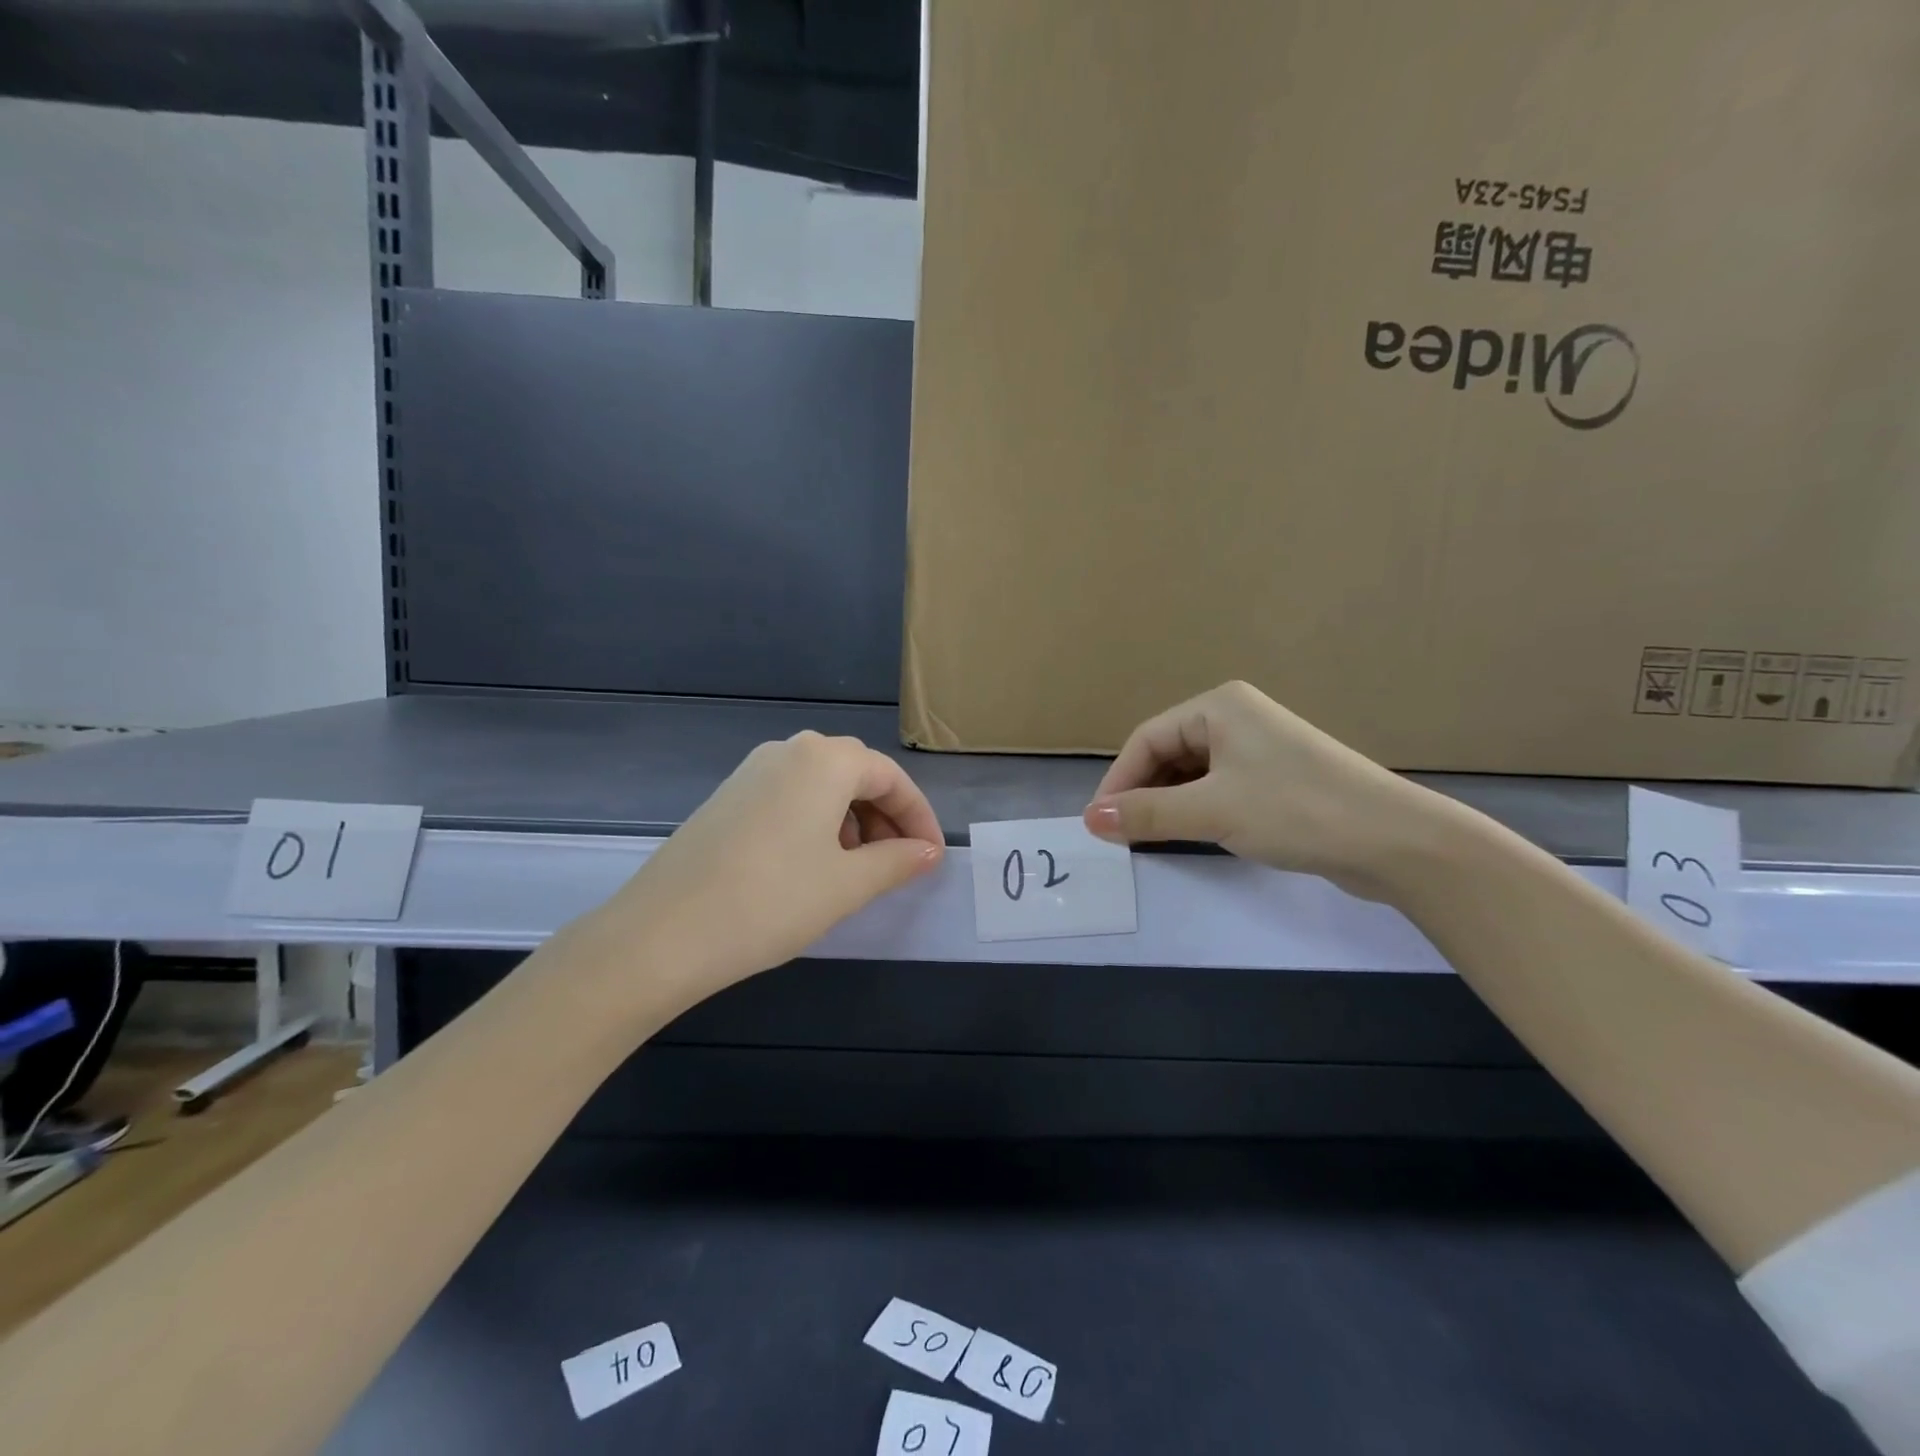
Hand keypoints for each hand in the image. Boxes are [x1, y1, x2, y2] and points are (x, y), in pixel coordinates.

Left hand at [595, 732, 943, 994]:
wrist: (661, 934)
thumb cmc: (770, 902)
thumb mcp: (846, 885)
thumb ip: (897, 862)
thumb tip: (929, 852)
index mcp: (825, 760)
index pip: (890, 777)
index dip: (918, 817)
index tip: (932, 857)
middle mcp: (789, 751)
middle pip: (856, 773)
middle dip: (886, 815)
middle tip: (899, 862)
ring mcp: (751, 771)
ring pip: (821, 784)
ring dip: (852, 818)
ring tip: (857, 868)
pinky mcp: (727, 796)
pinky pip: (789, 796)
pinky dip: (816, 821)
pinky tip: (811, 864)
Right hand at [1082, 680, 1446, 898]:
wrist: (1396, 841)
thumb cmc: (1297, 811)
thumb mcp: (1212, 811)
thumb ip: (1147, 814)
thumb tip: (1090, 819)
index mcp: (1219, 706)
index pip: (1147, 739)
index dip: (1118, 781)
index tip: (1100, 824)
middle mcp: (1237, 717)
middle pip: (1168, 753)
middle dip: (1143, 793)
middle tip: (1124, 836)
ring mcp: (1260, 748)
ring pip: (1193, 773)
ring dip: (1169, 804)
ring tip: (1151, 839)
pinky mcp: (1277, 778)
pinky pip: (1219, 788)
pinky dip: (1198, 810)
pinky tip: (1192, 835)